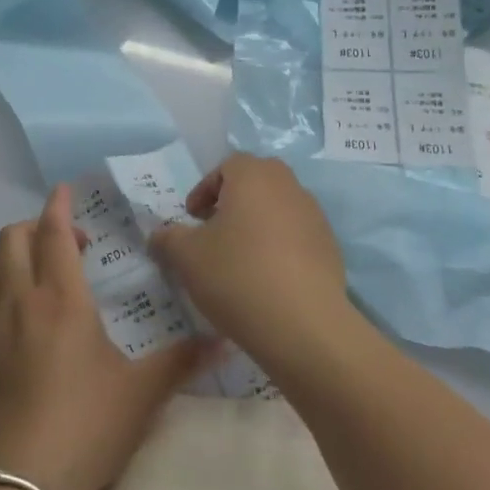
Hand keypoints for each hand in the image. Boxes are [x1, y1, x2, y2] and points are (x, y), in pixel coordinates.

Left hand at [0, 185, 215, 489]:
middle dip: (34, 227)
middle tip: (66, 246)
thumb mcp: (143, 392)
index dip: (58, 206)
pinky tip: (0, 313)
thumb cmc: (88, 427)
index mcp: (61, 300)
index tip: (65, 192)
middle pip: (11, 240)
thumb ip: (183, 360)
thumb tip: (225, 340)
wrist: (23, 486)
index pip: (52, 233)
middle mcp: (18, 302)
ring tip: (32, 273)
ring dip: (6, 257)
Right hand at [148, 154, 356, 371]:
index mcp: (254, 176)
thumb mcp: (186, 257)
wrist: (303, 324)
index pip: (227, 166)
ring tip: (239, 259)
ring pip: (278, 208)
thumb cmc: (237, 276)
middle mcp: (288, 186)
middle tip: (214, 231)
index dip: (204, 189)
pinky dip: (278, 247)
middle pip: (256, 182)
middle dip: (232, 202)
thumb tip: (159, 235)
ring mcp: (314, 216)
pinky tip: (266, 279)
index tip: (192, 218)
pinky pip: (296, 236)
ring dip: (256, 224)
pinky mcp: (330, 247)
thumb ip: (168, 238)